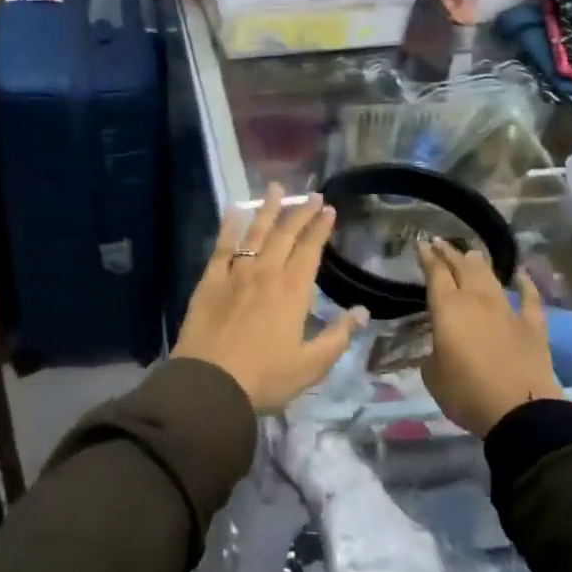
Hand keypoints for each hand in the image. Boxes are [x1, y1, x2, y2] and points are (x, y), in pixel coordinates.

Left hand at [174, 183, 367, 413]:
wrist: (209, 383)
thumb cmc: (264, 378)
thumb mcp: (310, 366)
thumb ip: (337, 337)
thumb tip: (361, 312)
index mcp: (292, 291)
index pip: (310, 250)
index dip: (320, 228)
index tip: (329, 209)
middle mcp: (266, 273)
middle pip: (284, 235)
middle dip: (300, 212)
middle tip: (311, 194)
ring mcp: (235, 274)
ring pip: (254, 233)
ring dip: (268, 209)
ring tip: (277, 188)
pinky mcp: (209, 280)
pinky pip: (222, 246)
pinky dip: (229, 226)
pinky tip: (233, 210)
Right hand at [416, 237, 560, 436]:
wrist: (520, 411)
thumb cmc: (466, 392)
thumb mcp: (432, 375)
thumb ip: (432, 354)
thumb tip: (439, 349)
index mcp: (447, 308)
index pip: (435, 272)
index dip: (427, 256)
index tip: (421, 244)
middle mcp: (476, 300)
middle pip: (462, 267)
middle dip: (450, 253)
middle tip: (441, 243)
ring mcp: (507, 310)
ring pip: (491, 277)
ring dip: (479, 263)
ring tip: (472, 253)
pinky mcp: (533, 326)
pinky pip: (530, 298)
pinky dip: (525, 284)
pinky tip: (522, 275)